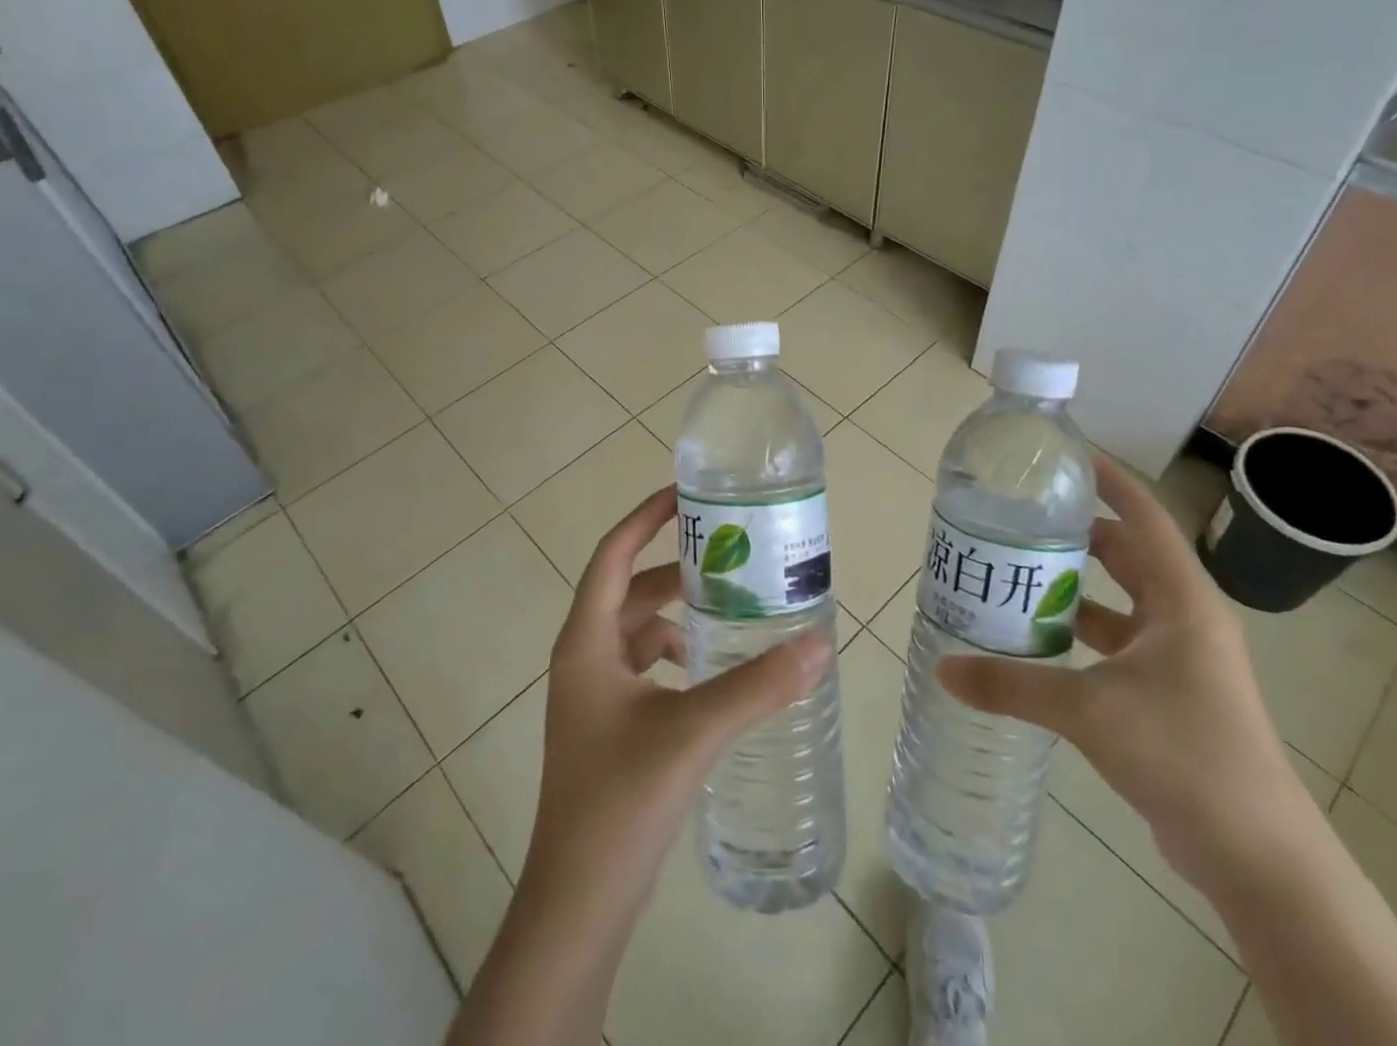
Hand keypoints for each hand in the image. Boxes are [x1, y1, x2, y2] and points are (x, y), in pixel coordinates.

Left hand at [518, 485, 832, 932]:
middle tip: (732, 553)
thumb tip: (819, 643)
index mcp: (586, 641)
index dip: (646, 518)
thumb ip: (756, 686)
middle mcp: (584, 656)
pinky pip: (644, 665)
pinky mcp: (609, 724)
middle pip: (631, 589)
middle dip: (677, 568)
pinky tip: (712, 669)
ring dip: (679, 613)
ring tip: (733, 607)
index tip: (687, 494)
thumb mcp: (692, 732)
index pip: (613, 554)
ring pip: (639, 629)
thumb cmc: (619, 802)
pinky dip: (676, 653)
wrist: (578, 903)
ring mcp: (593, 693)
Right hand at [937, 454, 1310, 892]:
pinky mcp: (1169, 691)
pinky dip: (1081, 630)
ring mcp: (1180, 657)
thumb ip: (1013, 686)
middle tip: (1019, 516)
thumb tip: (943, 670)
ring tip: (1017, 569)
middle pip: (1126, 553)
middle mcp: (1185, 617)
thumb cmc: (1184, 755)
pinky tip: (1038, 637)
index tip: (1064, 456)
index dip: (1108, 481)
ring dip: (1075, 585)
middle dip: (1076, 531)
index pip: (1143, 517)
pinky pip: (1117, 641)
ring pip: (1119, 599)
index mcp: (1182, 600)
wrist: (1257, 857)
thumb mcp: (1089, 710)